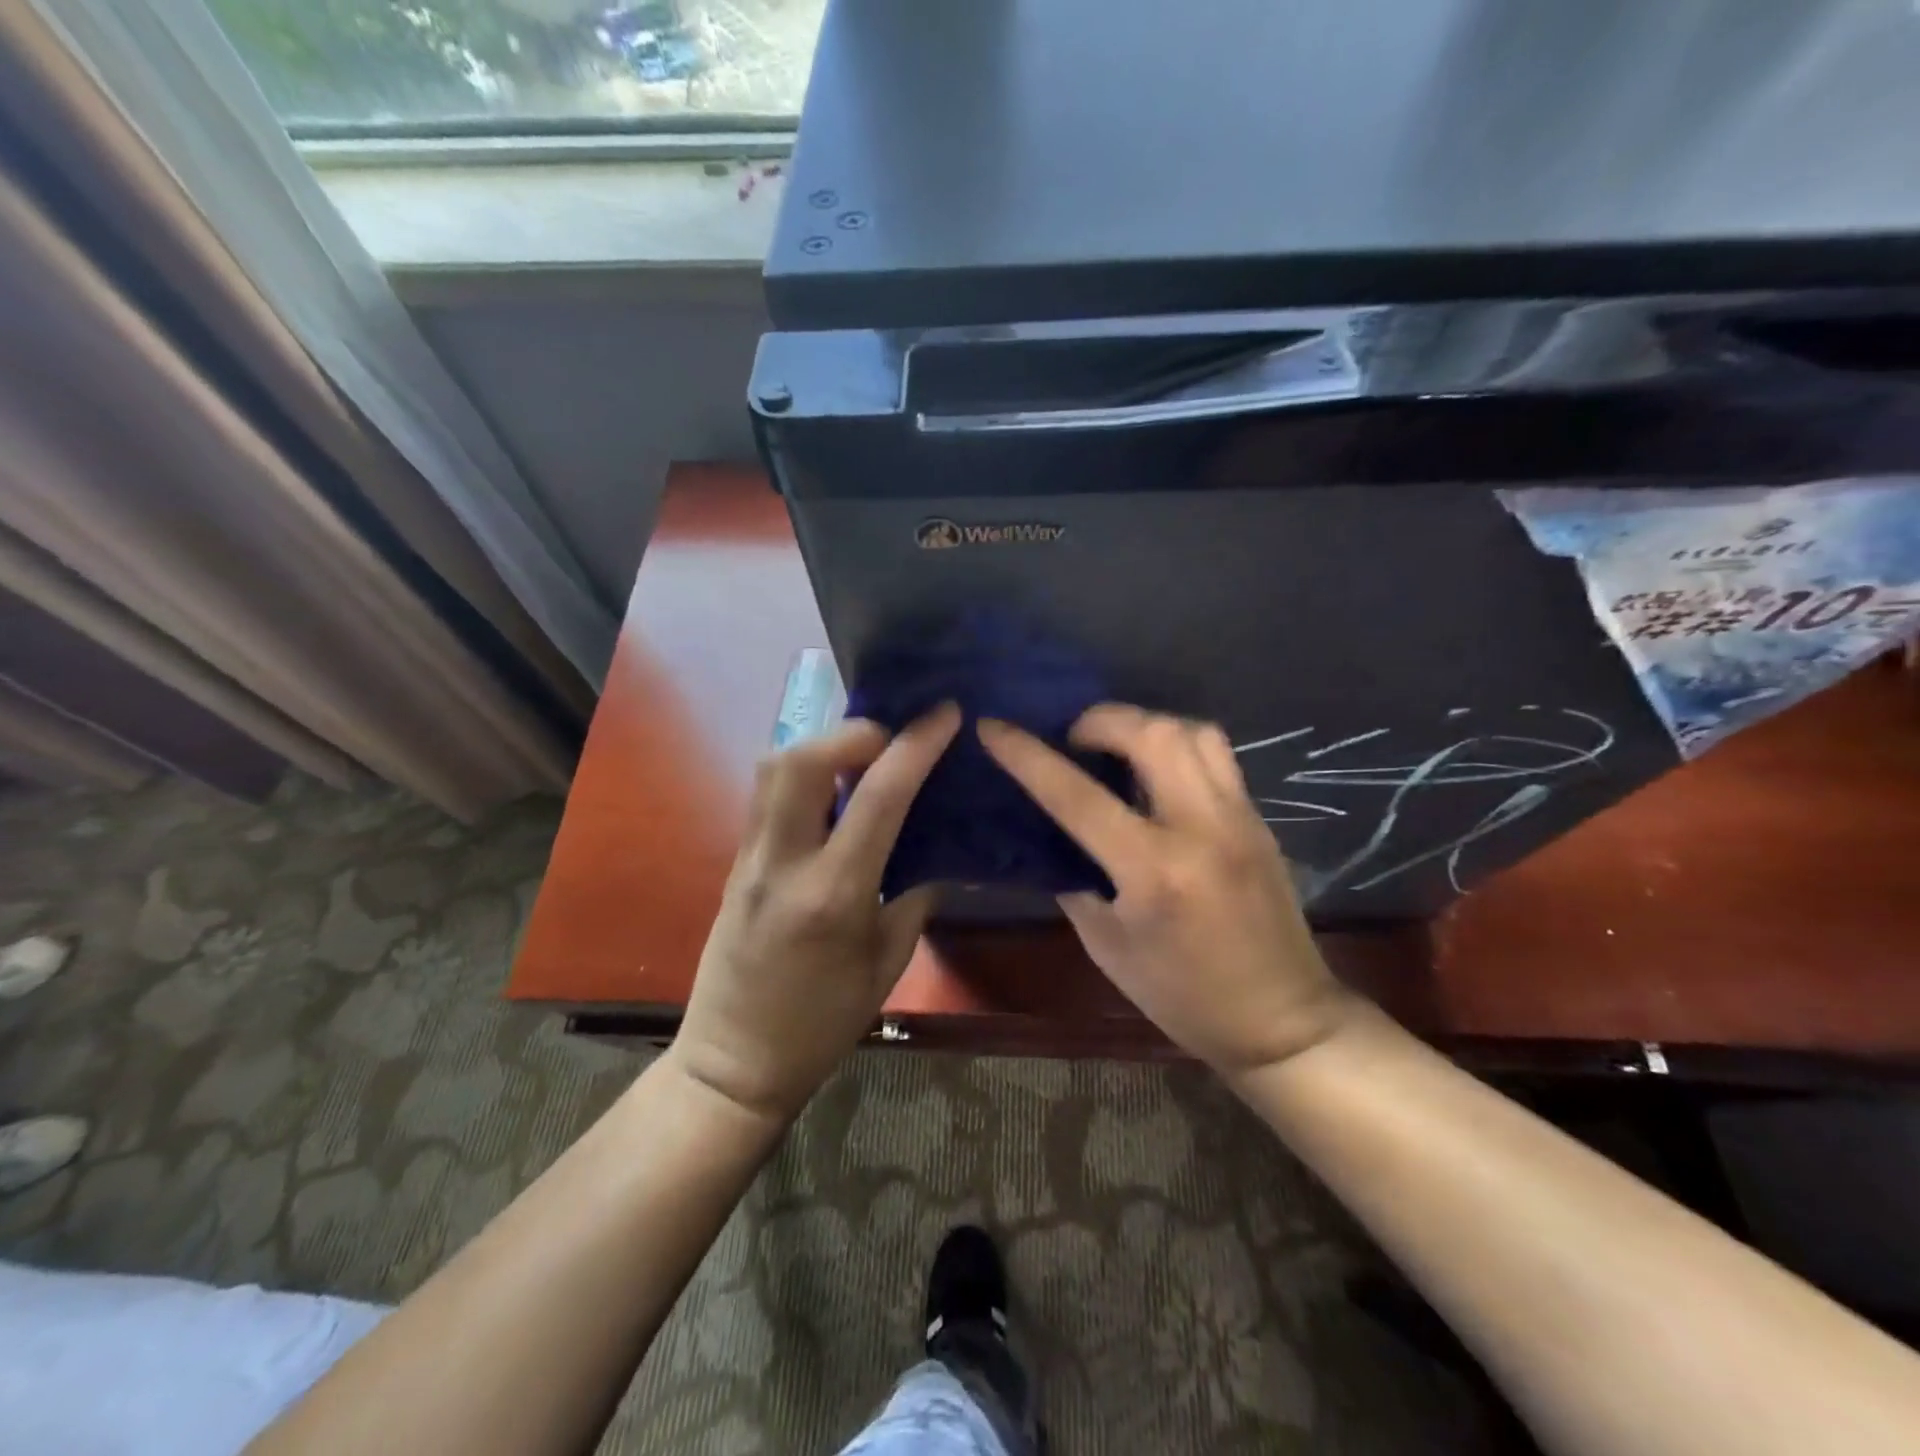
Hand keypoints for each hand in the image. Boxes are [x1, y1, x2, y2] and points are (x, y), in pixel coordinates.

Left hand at [670, 706, 960, 1126]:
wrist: (734, 1062)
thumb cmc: (822, 1023)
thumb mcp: (887, 964)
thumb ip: (914, 897)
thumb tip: (935, 849)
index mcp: (834, 894)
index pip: (878, 796)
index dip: (916, 745)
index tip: (944, 713)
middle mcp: (784, 862)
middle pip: (801, 760)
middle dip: (854, 732)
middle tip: (892, 741)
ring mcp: (750, 858)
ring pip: (773, 769)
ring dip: (822, 746)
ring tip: (863, 759)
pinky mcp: (736, 861)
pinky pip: (767, 795)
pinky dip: (803, 773)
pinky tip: (833, 790)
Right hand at [979, 706, 1352, 1075]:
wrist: (1281, 1020)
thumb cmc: (1183, 995)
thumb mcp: (1107, 947)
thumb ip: (1076, 881)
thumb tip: (1053, 836)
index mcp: (1153, 870)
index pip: (1077, 796)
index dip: (1026, 755)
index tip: (993, 726)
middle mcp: (1201, 828)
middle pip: (1151, 733)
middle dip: (1099, 720)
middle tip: (1073, 740)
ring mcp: (1239, 817)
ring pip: (1193, 731)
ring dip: (1143, 724)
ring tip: (1116, 747)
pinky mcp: (1258, 818)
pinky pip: (1216, 754)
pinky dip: (1176, 744)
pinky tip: (1156, 772)